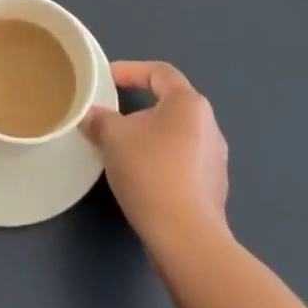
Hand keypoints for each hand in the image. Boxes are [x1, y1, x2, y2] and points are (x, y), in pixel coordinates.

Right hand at [83, 60, 229, 253]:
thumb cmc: (150, 171)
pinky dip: (161, 161)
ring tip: (123, 149)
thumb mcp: (113, 137)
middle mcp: (209, 125)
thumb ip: (100, 119)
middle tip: (111, 117)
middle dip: (138, 107)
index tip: (106, 80)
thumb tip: (92, 116)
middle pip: (169, 104)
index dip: (130, 70)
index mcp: (188, 103)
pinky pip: (182, 162)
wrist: (186, 236)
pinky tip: (142, 178)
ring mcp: (216, 159)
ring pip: (176, 135)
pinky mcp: (214, 188)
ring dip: (150, 136)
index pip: (159, 72)